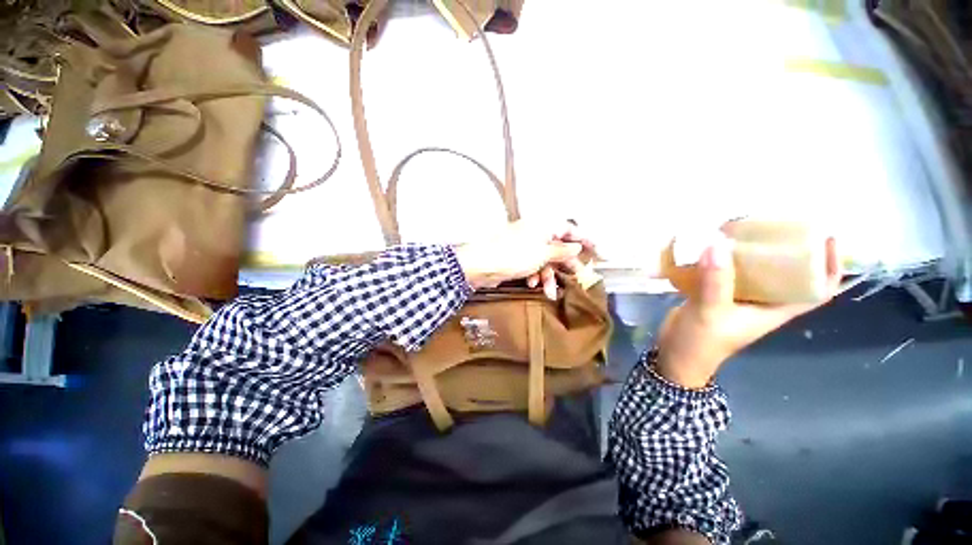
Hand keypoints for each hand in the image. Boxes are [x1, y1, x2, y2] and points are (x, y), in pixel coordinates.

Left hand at [453, 220, 592, 298]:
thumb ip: (561, 250)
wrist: (481, 265)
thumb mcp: (542, 253)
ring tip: (549, 291)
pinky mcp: (518, 258)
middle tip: (580, 278)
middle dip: (567, 264)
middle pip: (559, 248)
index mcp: (544, 226)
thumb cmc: (514, 255)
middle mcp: (536, 234)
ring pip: (546, 261)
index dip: (585, 239)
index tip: (599, 250)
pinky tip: (532, 284)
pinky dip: (535, 276)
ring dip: (548, 276)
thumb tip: (577, 246)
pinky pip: (534, 266)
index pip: (570, 229)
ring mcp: (526, 246)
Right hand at [656, 234, 841, 388]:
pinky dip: (723, 259)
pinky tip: (713, 245)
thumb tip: (717, 243)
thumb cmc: (701, 342)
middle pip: (787, 275)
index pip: (817, 291)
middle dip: (789, 250)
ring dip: (753, 252)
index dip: (829, 267)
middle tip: (780, 225)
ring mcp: (737, 298)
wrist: (675, 354)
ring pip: (755, 271)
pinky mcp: (715, 294)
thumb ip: (716, 281)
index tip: (826, 238)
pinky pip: (726, 272)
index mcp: (774, 310)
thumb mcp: (711, 312)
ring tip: (746, 229)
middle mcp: (761, 302)